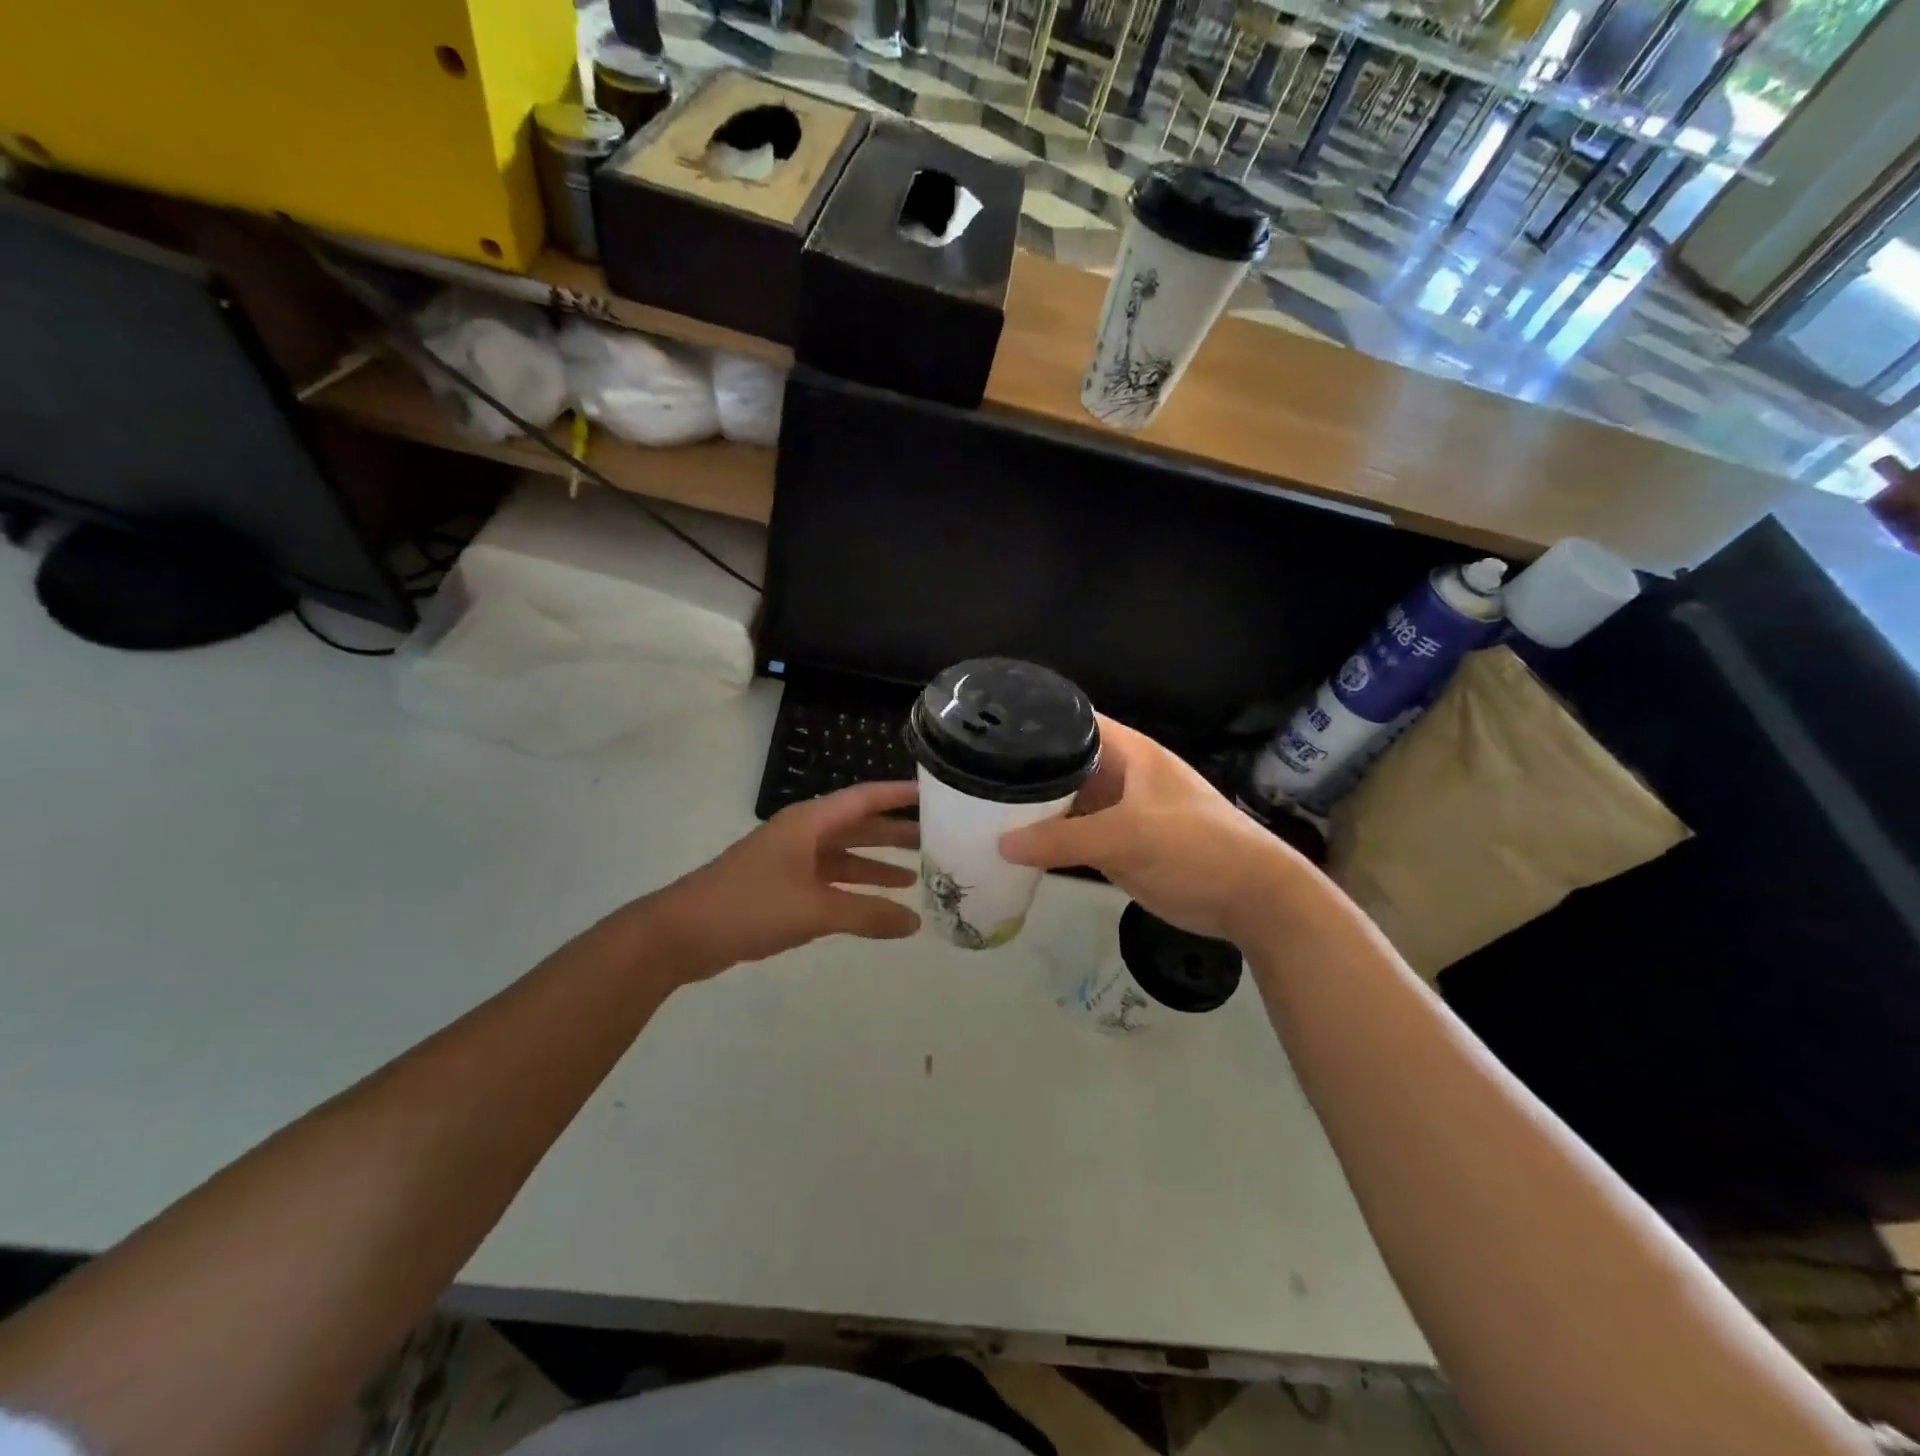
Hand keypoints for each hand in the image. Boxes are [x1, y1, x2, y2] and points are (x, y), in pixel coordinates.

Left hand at [650, 781, 921, 974]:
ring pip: (845, 857)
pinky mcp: (782, 888)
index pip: (864, 799)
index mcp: (809, 823)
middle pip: (858, 827)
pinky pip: (830, 881)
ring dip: (876, 865)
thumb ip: (867, 915)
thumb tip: (915, 923)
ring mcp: (791, 861)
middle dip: (895, 834)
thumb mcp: (814, 910)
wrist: (681, 934)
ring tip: (915, 876)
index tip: (934, 793)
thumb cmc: (749, 906)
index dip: (899, 795)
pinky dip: (854, 891)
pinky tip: (876, 906)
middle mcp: (803, 834)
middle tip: (936, 840)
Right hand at [999, 717, 1303, 945]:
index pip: (1073, 722)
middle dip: (1026, 769)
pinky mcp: (1118, 845)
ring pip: (1068, 801)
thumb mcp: (1127, 836)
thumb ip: (1063, 840)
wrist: (1249, 898)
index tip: (988, 727)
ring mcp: (1118, 811)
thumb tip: (1001, 845)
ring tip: (980, 805)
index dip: (1035, 721)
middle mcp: (1119, 775)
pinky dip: (1049, 839)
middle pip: (1064, 764)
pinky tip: (1013, 843)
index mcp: (1129, 752)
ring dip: (1035, 807)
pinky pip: (1076, 835)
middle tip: (974, 774)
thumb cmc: (1195, 847)